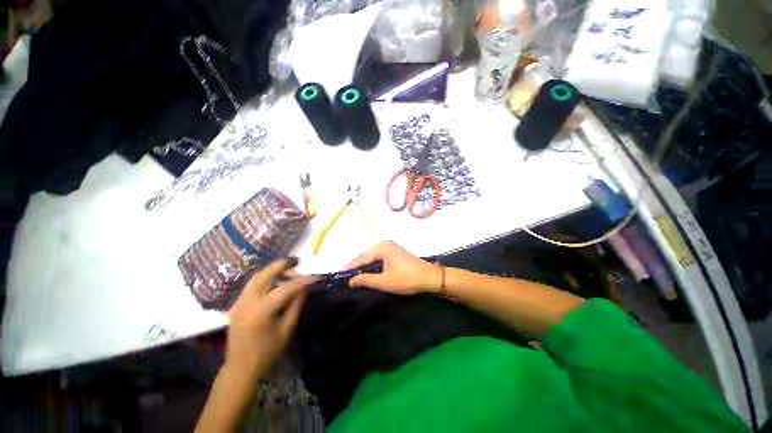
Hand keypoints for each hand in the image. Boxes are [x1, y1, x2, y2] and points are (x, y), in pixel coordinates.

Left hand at [225, 258, 315, 378]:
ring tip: (287, 269)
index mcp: (261, 311)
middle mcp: (247, 302)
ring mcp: (239, 302)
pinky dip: (264, 278)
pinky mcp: (236, 305)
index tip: (316, 276)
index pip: (286, 288)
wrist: (240, 367)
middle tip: (297, 261)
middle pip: (265, 274)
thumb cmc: (267, 351)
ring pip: (256, 277)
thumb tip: (305, 287)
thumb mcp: (287, 329)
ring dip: (272, 269)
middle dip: (282, 264)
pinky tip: (274, 280)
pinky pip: (251, 285)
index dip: (303, 280)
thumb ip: (296, 305)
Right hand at [346, 241, 441, 294]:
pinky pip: (380, 257)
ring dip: (365, 265)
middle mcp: (385, 244)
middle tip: (346, 276)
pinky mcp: (396, 252)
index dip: (350, 267)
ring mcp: (391, 247)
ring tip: (355, 275)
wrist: (429, 277)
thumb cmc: (406, 279)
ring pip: (373, 257)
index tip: (339, 274)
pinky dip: (373, 264)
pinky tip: (369, 271)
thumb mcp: (384, 282)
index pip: (361, 258)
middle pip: (366, 255)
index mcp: (382, 248)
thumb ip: (366, 280)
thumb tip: (351, 280)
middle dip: (357, 266)